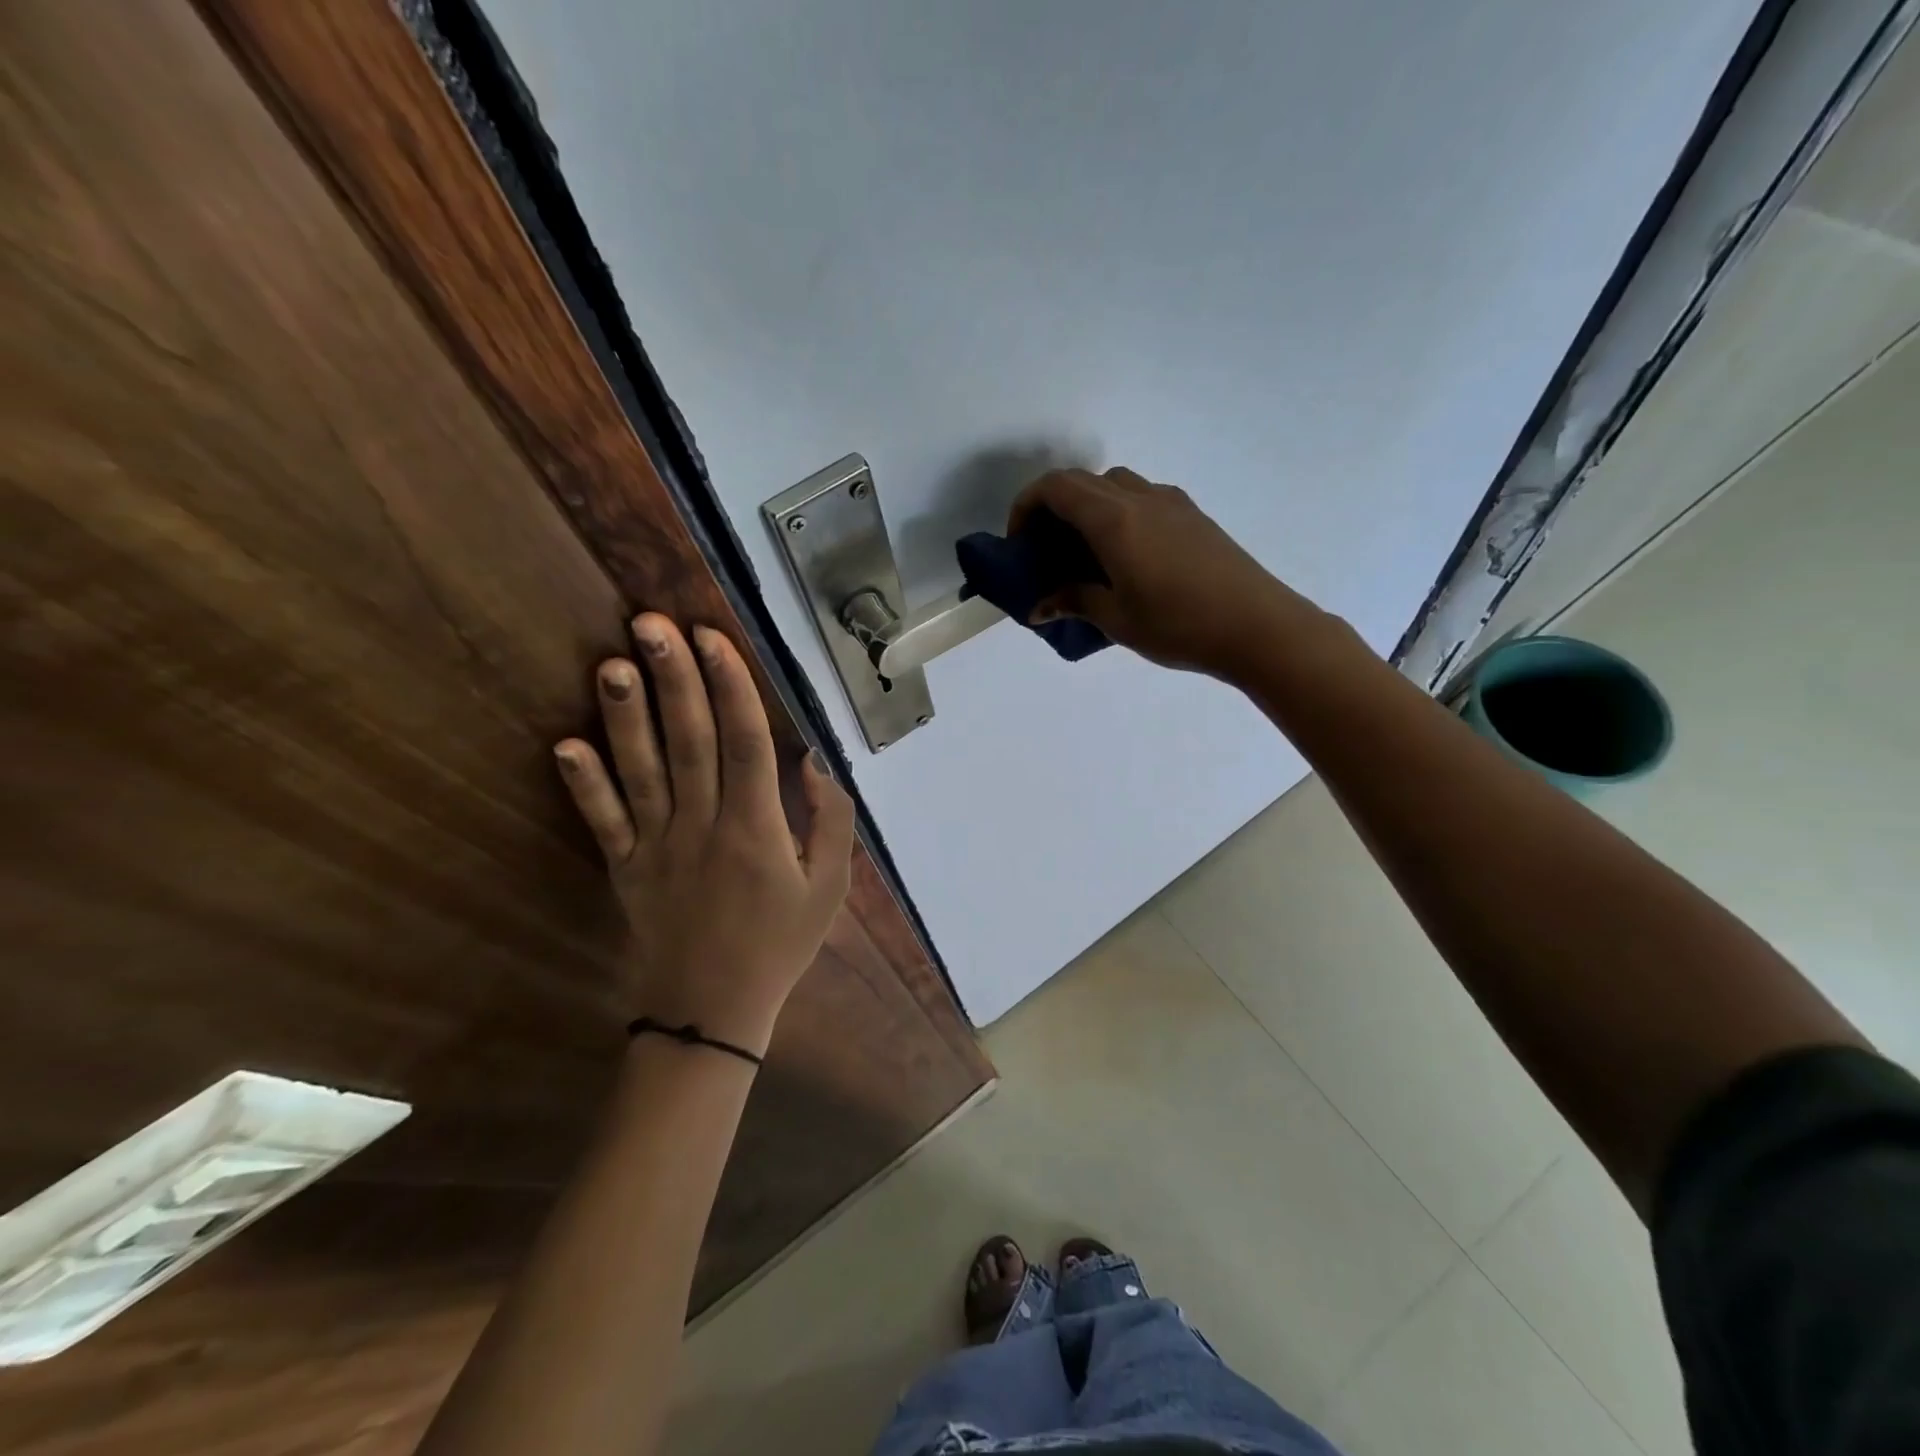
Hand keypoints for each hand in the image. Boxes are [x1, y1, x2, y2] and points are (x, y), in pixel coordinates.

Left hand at [553, 614, 854, 1055]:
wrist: (711, 1013)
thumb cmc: (780, 943)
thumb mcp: (829, 887)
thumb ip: (830, 820)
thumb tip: (813, 758)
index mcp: (758, 828)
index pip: (744, 742)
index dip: (729, 686)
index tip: (712, 638)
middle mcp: (703, 826)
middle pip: (688, 741)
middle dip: (673, 678)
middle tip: (651, 623)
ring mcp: (657, 847)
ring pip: (641, 770)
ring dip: (625, 715)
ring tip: (611, 663)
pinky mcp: (624, 868)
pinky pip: (602, 821)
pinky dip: (583, 784)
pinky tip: (565, 744)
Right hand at [1009, 467, 1321, 679]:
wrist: (1258, 626)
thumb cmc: (1178, 625)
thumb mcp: (1117, 619)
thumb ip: (1074, 602)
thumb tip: (1040, 607)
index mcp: (1114, 519)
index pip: (1056, 488)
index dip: (1026, 506)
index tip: (1019, 543)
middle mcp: (1140, 498)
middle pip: (1082, 481)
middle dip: (1053, 507)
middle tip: (1046, 550)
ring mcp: (1171, 502)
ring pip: (1114, 485)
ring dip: (1088, 507)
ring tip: (1084, 553)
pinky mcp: (1193, 515)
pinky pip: (1142, 498)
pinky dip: (1118, 513)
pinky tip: (1125, 556)